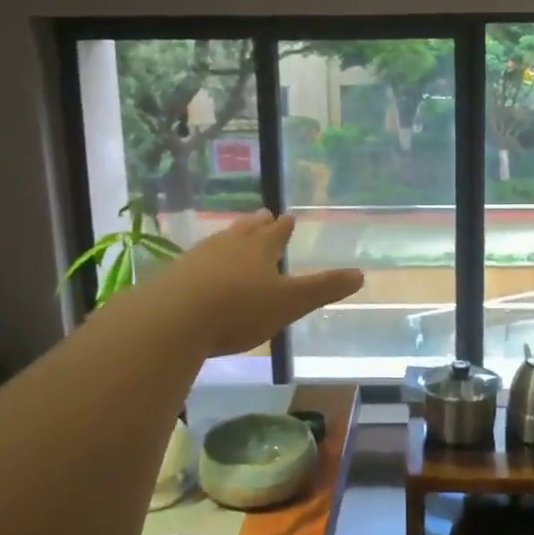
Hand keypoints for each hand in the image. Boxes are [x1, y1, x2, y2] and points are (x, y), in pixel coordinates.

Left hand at [137, 211, 363, 357]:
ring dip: (231, 238)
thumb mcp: (289, 302)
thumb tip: (361, 274)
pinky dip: (206, 262)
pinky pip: (196, 262)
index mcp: (259, 249)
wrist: (172, 320)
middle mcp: (228, 246)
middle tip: (263, 214)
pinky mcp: (174, 277)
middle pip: (246, 231)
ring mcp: (198, 259)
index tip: (287, 217)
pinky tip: (202, 269)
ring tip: (235, 236)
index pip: (276, 233)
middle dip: (257, 225)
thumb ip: (323, 289)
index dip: (283, 227)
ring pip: (220, 242)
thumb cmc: (238, 309)